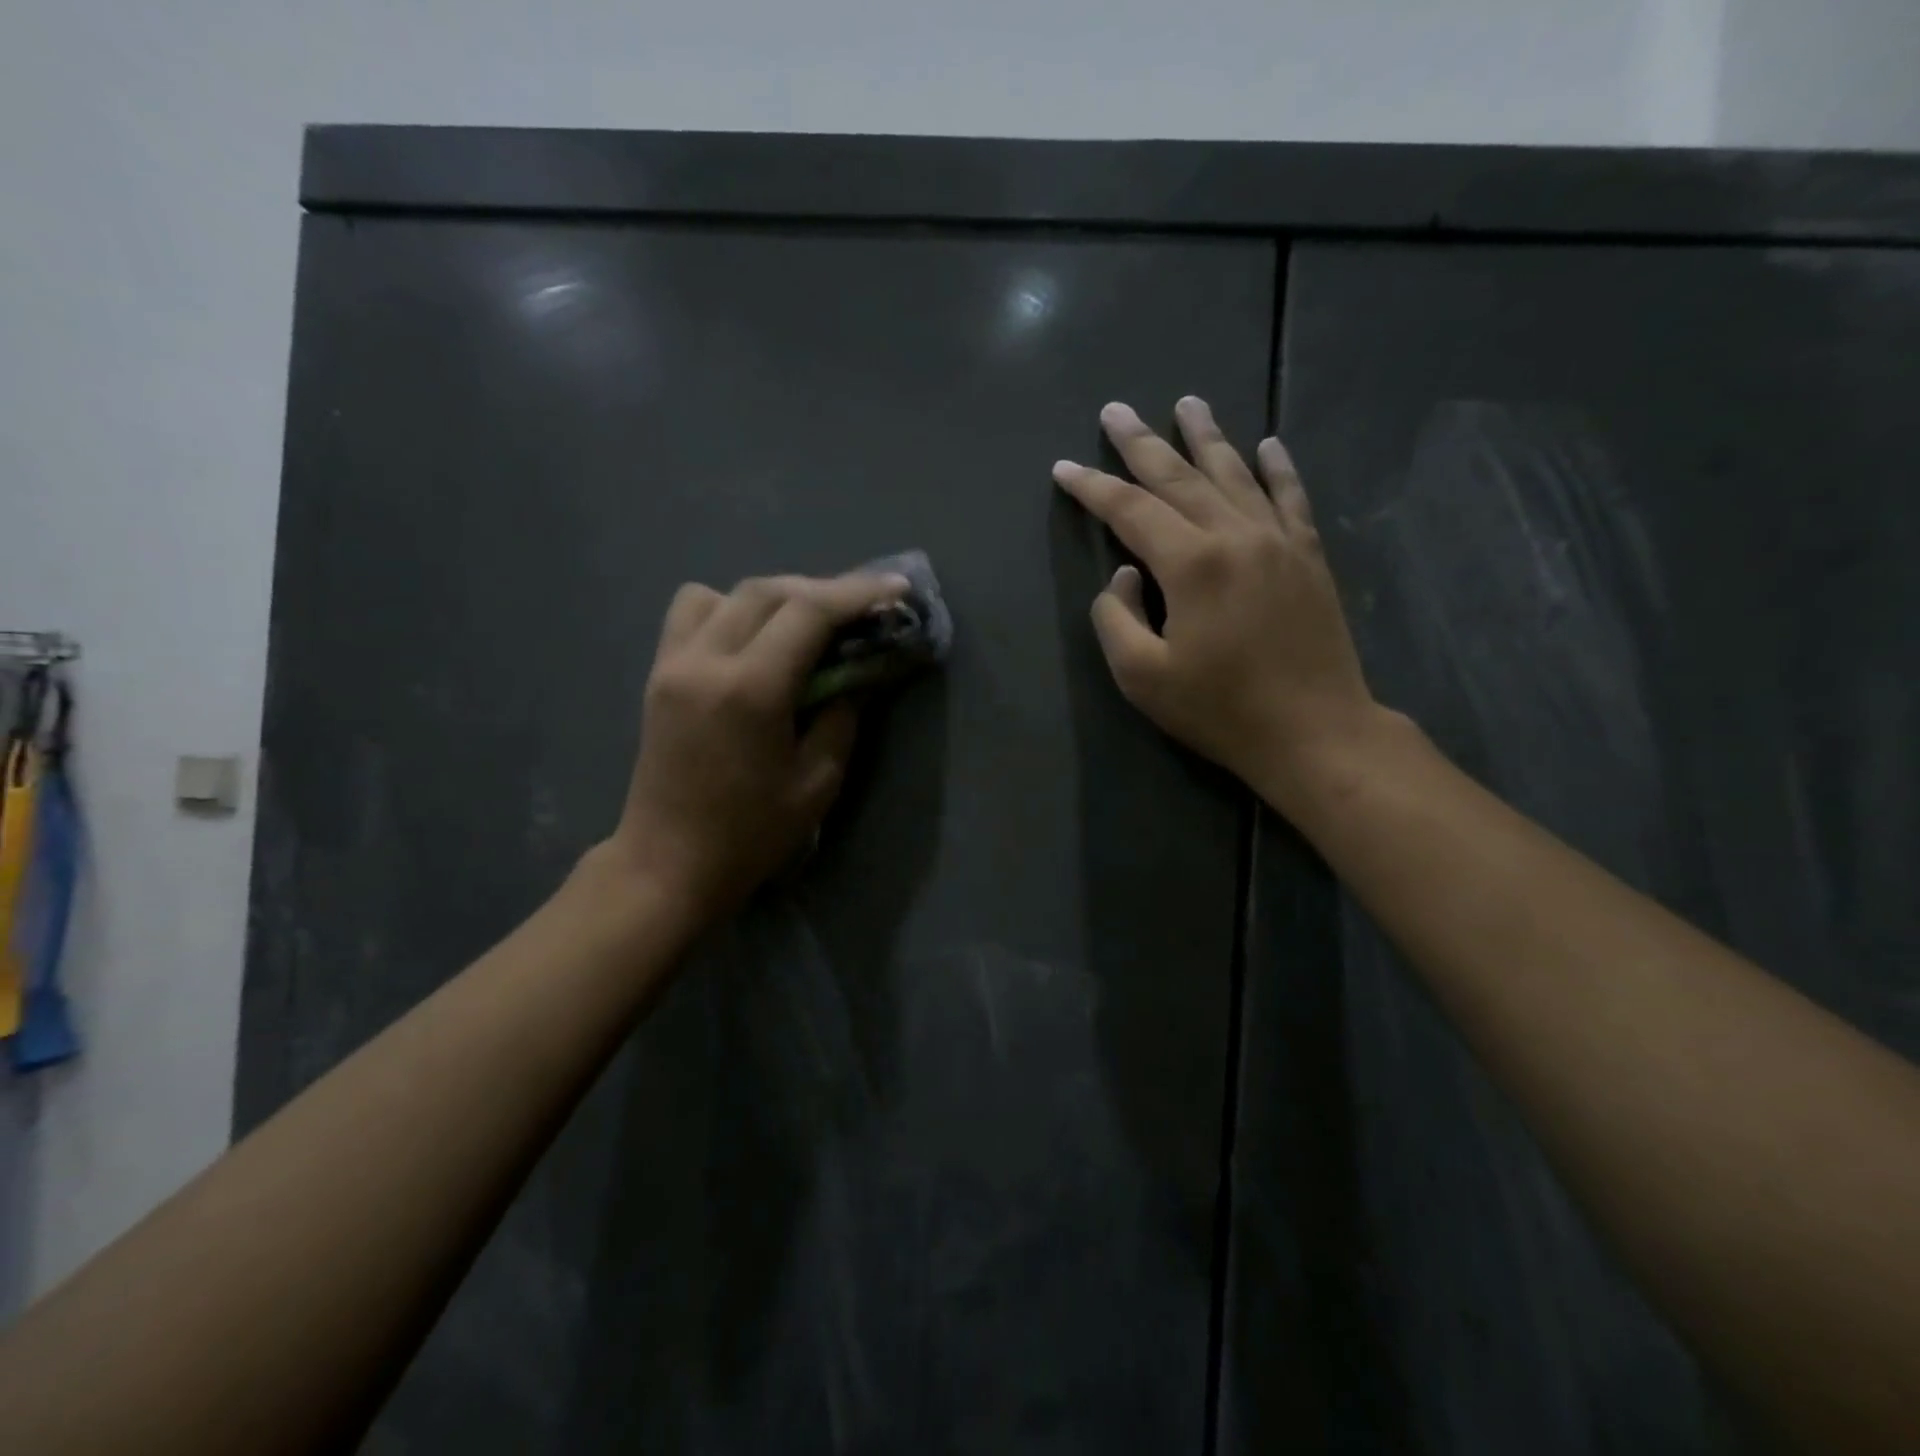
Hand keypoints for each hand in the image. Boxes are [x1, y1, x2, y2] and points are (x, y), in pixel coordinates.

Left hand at [600, 570, 910, 924]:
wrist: (668, 864)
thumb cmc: (750, 834)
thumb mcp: (817, 782)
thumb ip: (842, 717)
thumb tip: (855, 675)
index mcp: (750, 690)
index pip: (809, 612)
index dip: (858, 593)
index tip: (896, 588)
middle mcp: (705, 661)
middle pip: (768, 590)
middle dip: (822, 590)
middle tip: (861, 609)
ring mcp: (673, 664)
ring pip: (725, 592)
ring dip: (774, 596)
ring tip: (804, 625)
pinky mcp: (658, 675)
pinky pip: (692, 613)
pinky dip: (730, 610)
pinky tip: (753, 642)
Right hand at [1053, 397, 1377, 805]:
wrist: (1315, 732)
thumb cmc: (1220, 710)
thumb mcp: (1142, 676)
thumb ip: (1115, 618)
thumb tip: (1124, 575)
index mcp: (1191, 564)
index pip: (1129, 511)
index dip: (1092, 487)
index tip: (1064, 468)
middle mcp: (1235, 535)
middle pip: (1179, 477)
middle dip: (1141, 443)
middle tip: (1116, 410)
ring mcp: (1278, 541)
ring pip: (1235, 474)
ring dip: (1206, 437)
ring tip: (1187, 402)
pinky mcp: (1309, 557)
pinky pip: (1290, 497)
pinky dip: (1277, 468)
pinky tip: (1268, 443)